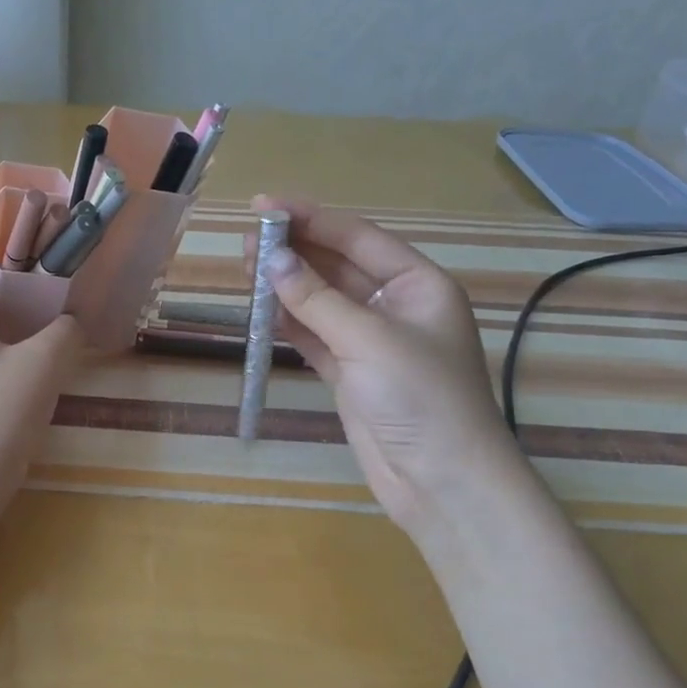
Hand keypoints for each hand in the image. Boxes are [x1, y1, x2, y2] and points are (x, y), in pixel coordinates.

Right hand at [247, 196, 521, 527]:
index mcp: (418, 285)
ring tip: (245, 267)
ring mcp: (370, 342)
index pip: (358, 238)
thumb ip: (316, 300)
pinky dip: (288, 323)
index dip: (311, 219)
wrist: (441, 481)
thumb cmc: (420, 398)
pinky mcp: (349, 375)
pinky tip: (261, 308)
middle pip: (337, 267)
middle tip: (247, 238)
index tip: (265, 206)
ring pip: (321, 302)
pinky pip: (314, 336)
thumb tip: (271, 261)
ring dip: (286, 286)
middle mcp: (395, 307)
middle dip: (295, 251)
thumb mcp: (369, 340)